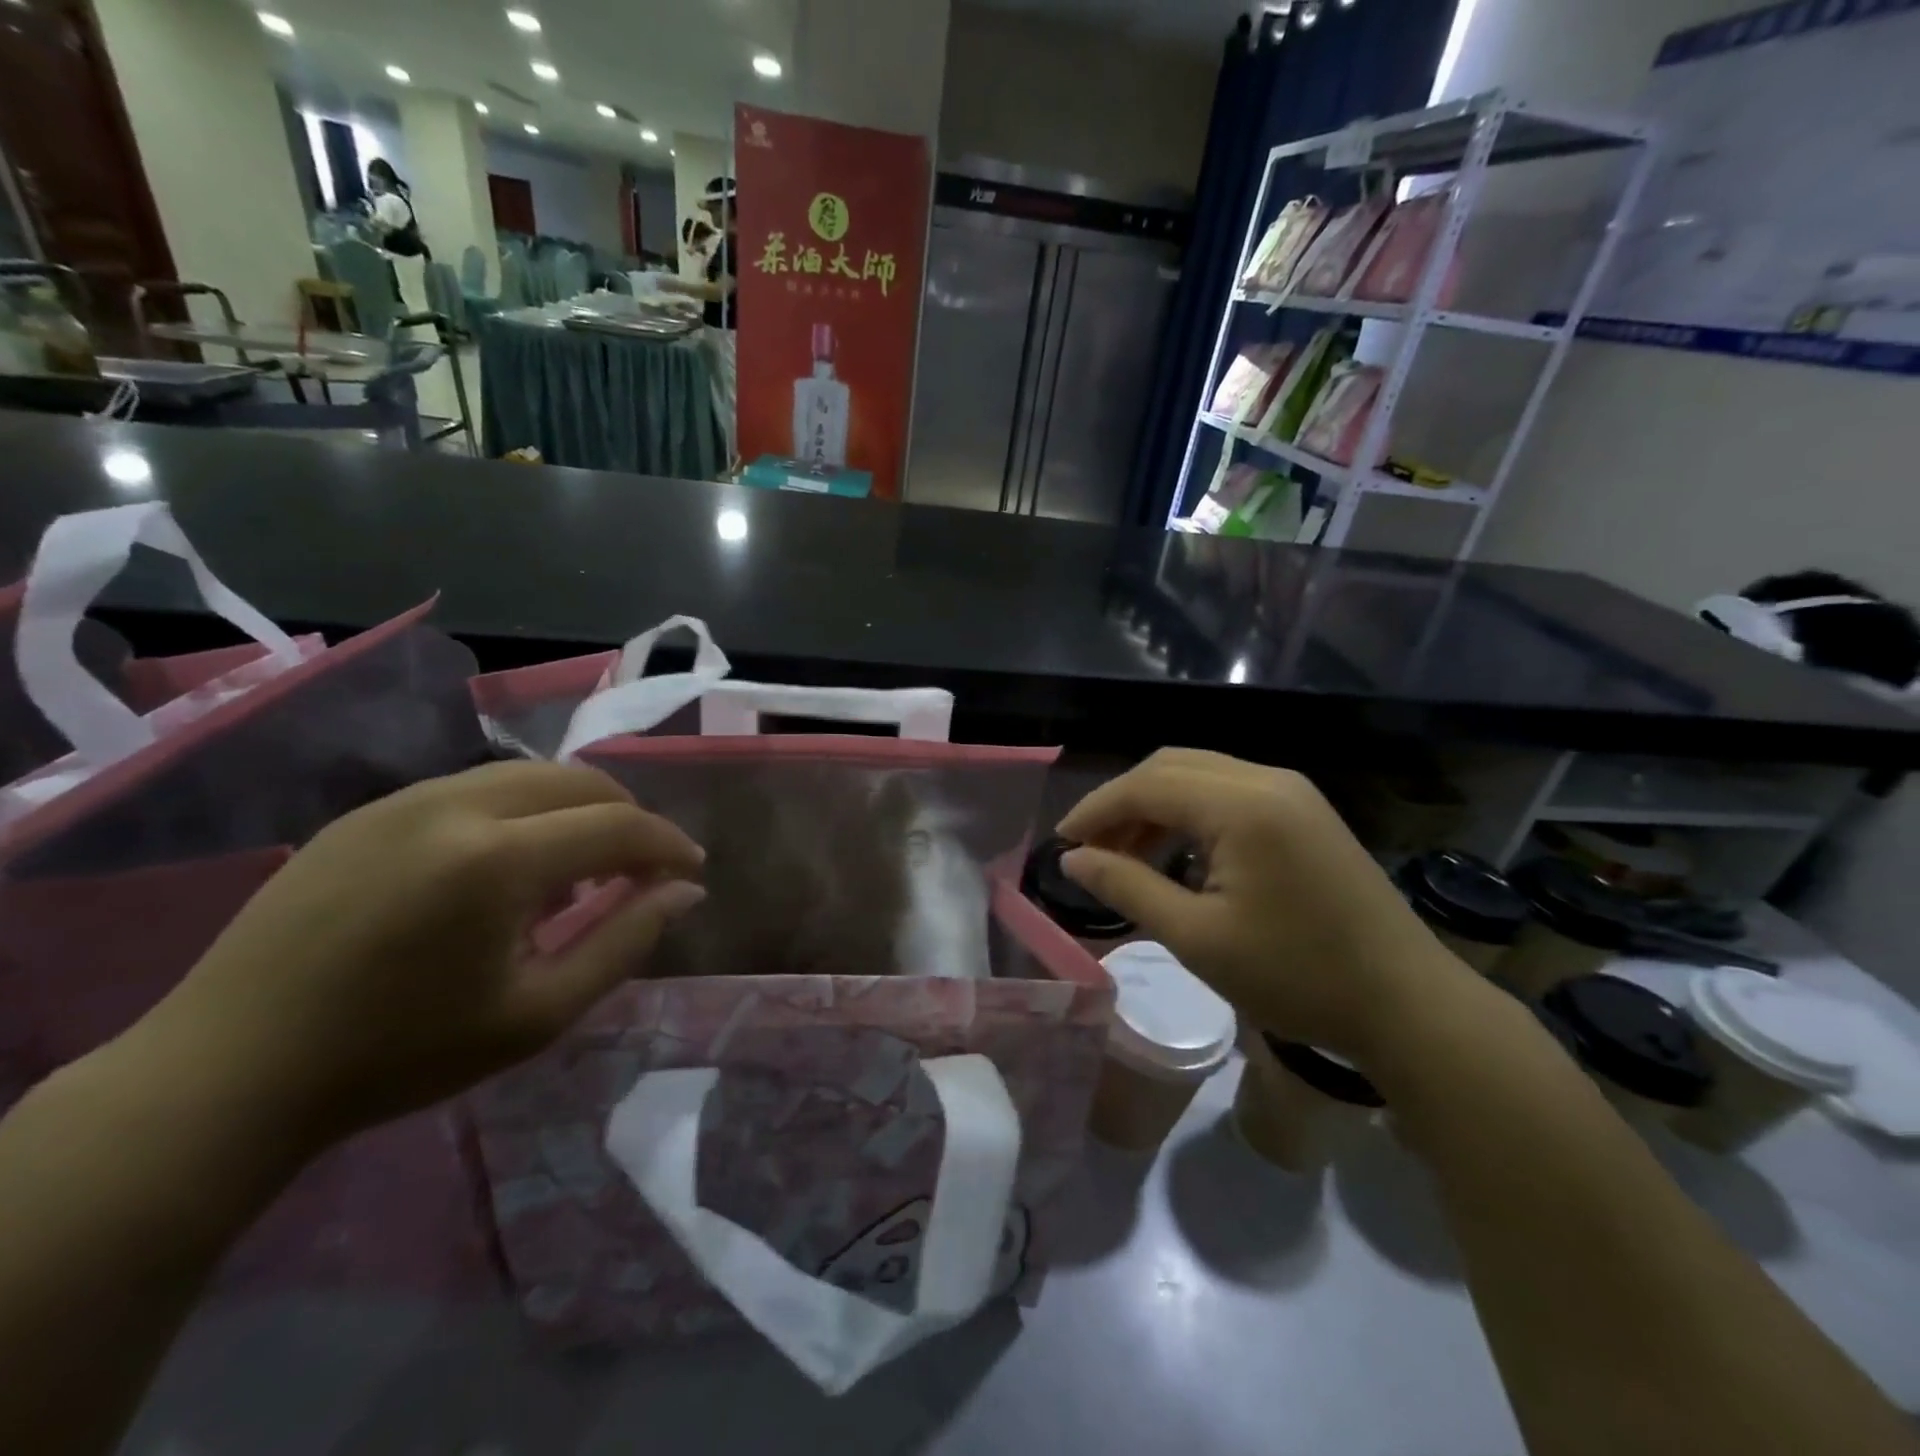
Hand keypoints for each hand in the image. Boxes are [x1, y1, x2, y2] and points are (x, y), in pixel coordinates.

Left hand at [142, 762, 705, 1149]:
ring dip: (576, 810)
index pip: (618, 825)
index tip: (692, 871)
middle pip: (578, 780)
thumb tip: (684, 891)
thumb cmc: (400, 1055)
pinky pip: (476, 789)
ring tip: (582, 868)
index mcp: (497, 858)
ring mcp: (404, 799)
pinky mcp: (369, 810)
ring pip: (528, 775)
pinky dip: (523, 812)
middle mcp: (454, 804)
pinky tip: (511, 867)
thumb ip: (624, 941)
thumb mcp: (537, 1014)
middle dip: (628, 816)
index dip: (668, 844)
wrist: (228, 1073)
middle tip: (642, 869)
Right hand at [1057, 749, 1476, 1059]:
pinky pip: (1230, 792)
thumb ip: (1127, 887)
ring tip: (1127, 856)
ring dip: (1156, 806)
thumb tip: (1072, 860)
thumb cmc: (1296, 976)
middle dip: (1123, 802)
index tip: (1061, 844)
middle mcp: (1268, 780)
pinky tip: (1178, 854)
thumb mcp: (1197, 938)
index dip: (1095, 809)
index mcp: (1243, 804)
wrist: (1407, 1004)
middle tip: (1092, 850)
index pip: (1147, 784)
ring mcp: (1293, 792)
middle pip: (1172, 766)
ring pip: (1201, 775)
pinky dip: (1190, 814)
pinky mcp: (1306, 812)